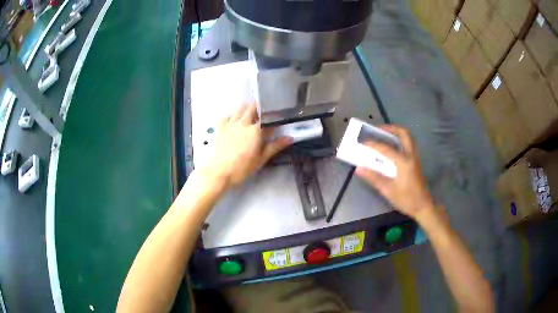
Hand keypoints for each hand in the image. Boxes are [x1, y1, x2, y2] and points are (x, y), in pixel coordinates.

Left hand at [200, 104, 292, 187]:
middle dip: (260, 107)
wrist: (220, 172)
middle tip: (264, 112)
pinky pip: (227, 116)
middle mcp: (243, 123)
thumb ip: (276, 146)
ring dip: (247, 108)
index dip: (274, 117)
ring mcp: (231, 124)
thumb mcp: (261, 158)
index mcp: (255, 130)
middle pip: (253, 108)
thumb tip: (290, 138)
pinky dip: (233, 115)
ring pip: (240, 108)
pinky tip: (234, 120)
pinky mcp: (221, 127)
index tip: (277, 117)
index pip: (268, 118)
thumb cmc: (243, 167)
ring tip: (251, 113)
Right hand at [355, 125, 433, 219]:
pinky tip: (391, 146)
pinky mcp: (416, 161)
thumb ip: (374, 177)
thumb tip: (359, 168)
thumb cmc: (406, 199)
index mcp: (404, 162)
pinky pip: (408, 143)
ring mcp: (415, 157)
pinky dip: (399, 140)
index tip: (363, 142)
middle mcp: (411, 155)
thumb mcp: (388, 190)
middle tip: (378, 129)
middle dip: (390, 128)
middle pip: (403, 133)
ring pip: (408, 137)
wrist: (422, 206)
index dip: (373, 144)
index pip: (386, 149)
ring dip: (396, 132)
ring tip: (384, 134)